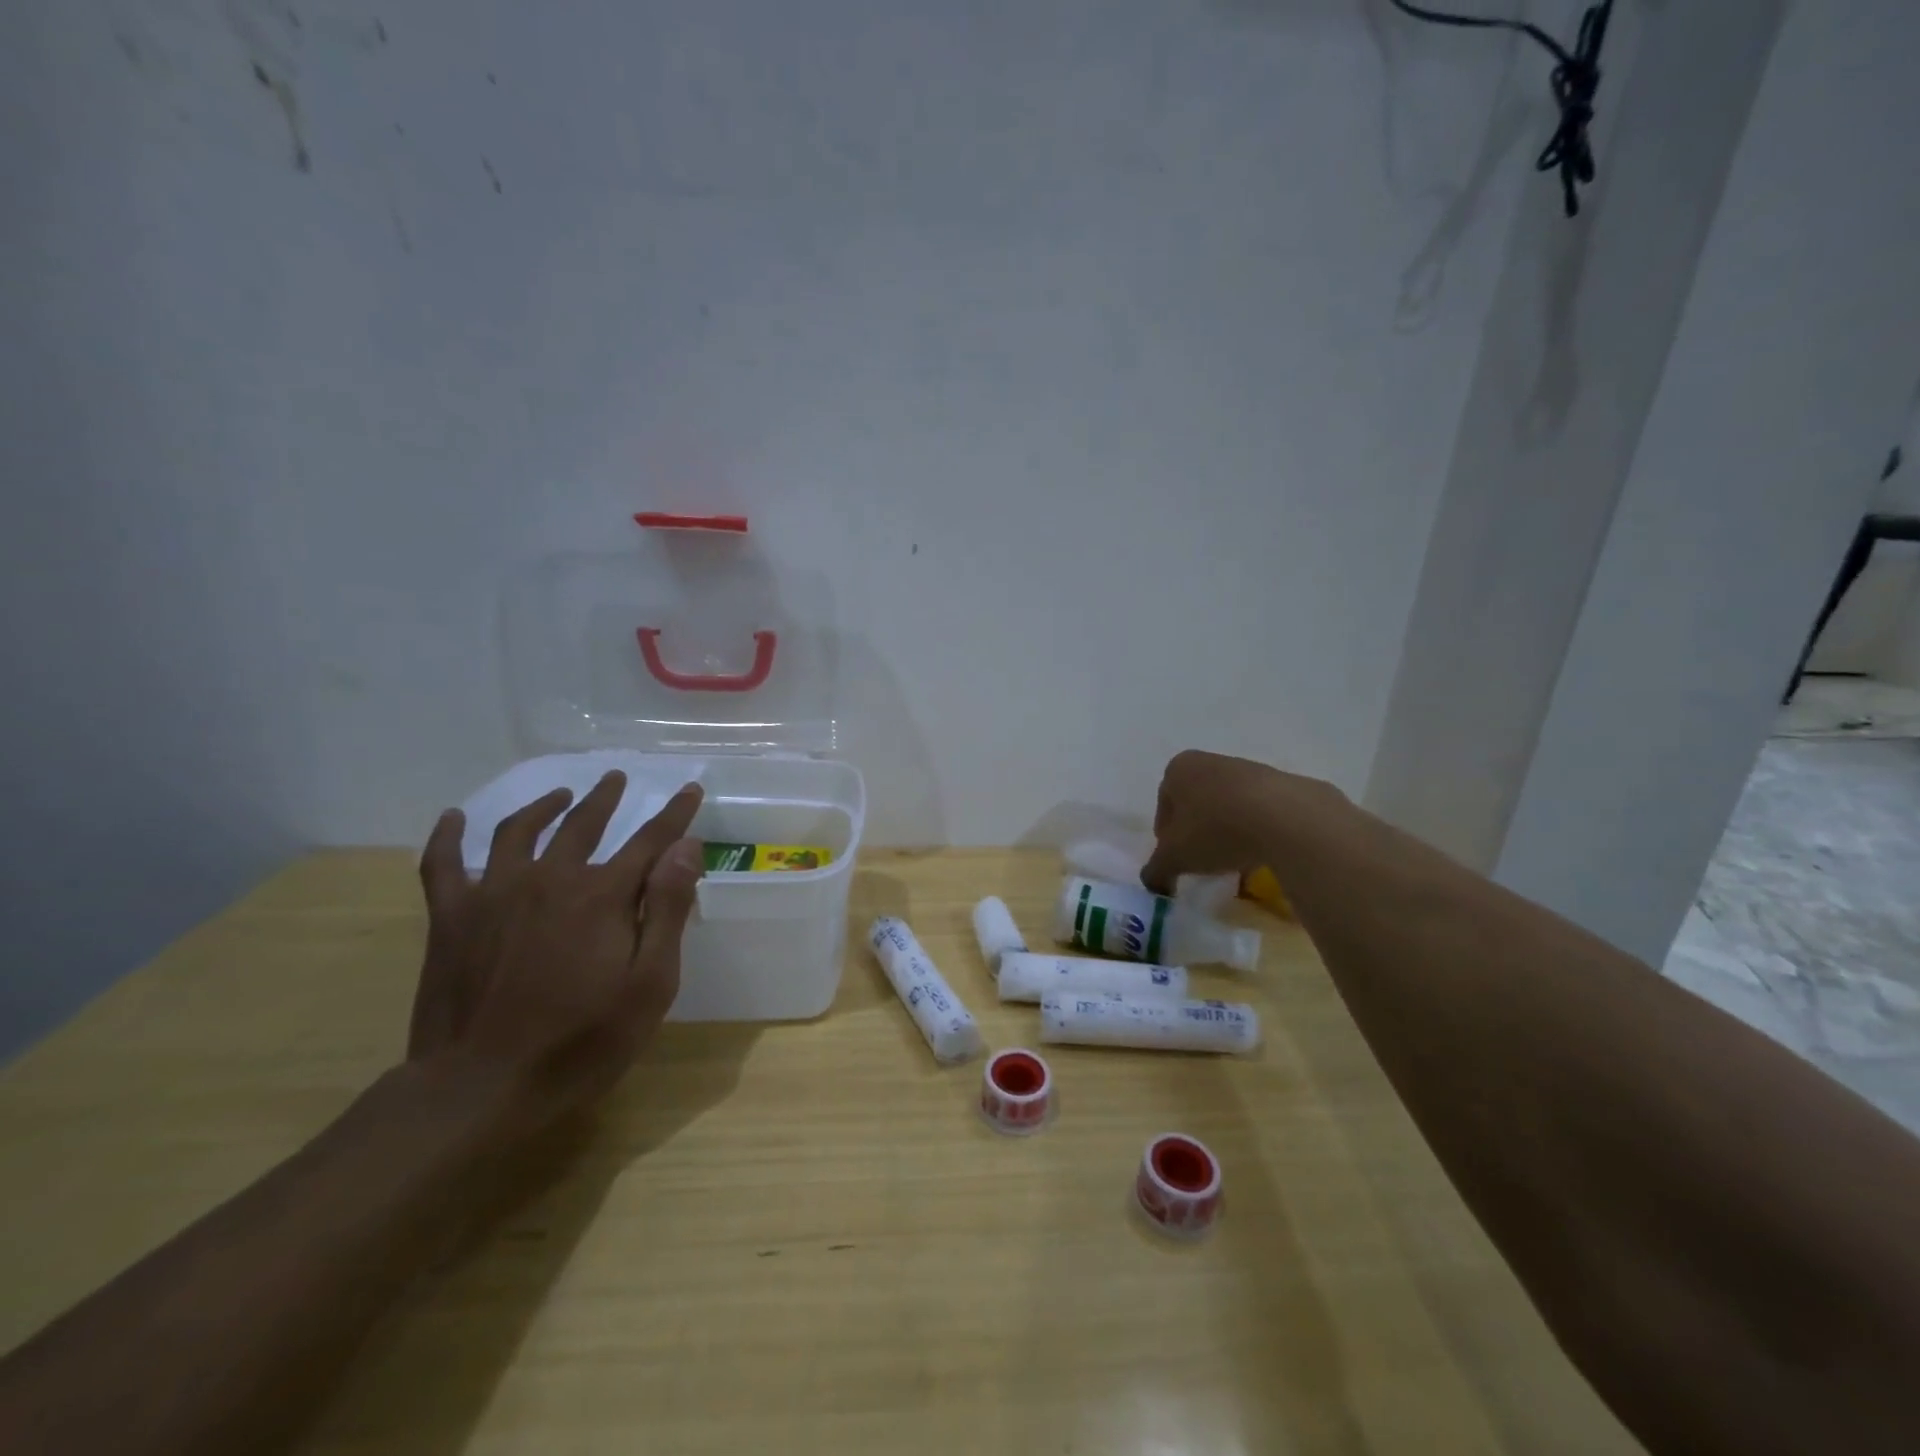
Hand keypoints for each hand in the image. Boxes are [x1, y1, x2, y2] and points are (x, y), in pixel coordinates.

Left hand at [407, 773, 705, 1135]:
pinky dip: (448, 836)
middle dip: (605, 798)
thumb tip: (684, 848)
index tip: (690, 788)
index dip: (675, 814)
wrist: (480, 1088)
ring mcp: (494, 894)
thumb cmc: (581, 1042)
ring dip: (544, 806)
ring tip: (560, 795)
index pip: (650, 840)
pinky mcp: (451, 918)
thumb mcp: (649, 985)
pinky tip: (454, 818)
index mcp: (602, 896)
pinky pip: (443, 864)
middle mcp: (550, 879)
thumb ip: (668, 910)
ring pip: (519, 831)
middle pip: (583, 824)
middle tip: (616, 778)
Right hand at [1141, 749, 1344, 893]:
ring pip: (1228, 807)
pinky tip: (1262, 854)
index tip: (1178, 859)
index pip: (1164, 806)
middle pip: (1196, 804)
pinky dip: (1256, 831)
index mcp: (1179, 769)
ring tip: (1235, 862)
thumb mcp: (1174, 858)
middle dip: (1198, 832)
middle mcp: (1210, 761)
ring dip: (1228, 832)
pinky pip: (1259, 812)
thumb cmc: (1215, 830)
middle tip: (1204, 862)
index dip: (1167, 836)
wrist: (1286, 819)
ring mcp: (1249, 769)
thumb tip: (1153, 883)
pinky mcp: (1282, 784)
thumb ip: (1156, 870)